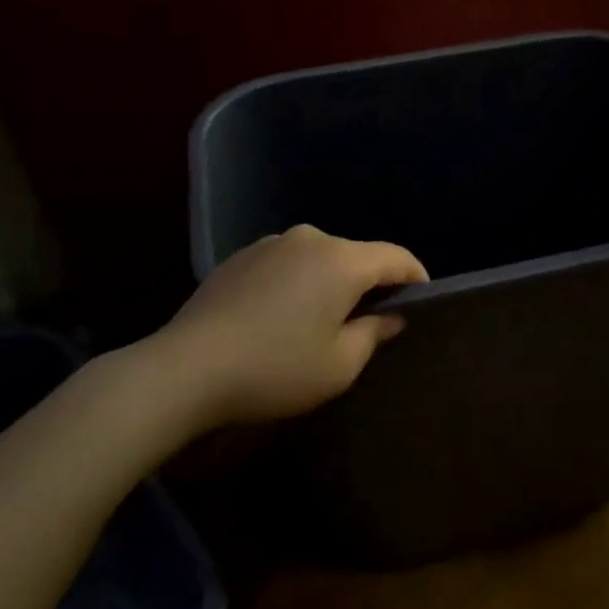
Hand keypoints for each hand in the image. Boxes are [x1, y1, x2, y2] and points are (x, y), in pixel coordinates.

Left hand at [164, 225, 427, 424]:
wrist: (187, 368)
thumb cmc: (276, 369)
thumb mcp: (339, 365)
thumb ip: (374, 333)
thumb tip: (390, 316)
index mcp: (342, 261)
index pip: (396, 257)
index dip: (416, 277)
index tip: (422, 300)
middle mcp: (310, 239)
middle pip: (357, 255)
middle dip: (372, 283)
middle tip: (374, 320)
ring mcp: (271, 244)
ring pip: (320, 258)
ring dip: (331, 282)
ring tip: (324, 319)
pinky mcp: (241, 257)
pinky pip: (287, 263)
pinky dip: (298, 282)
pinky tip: (283, 316)